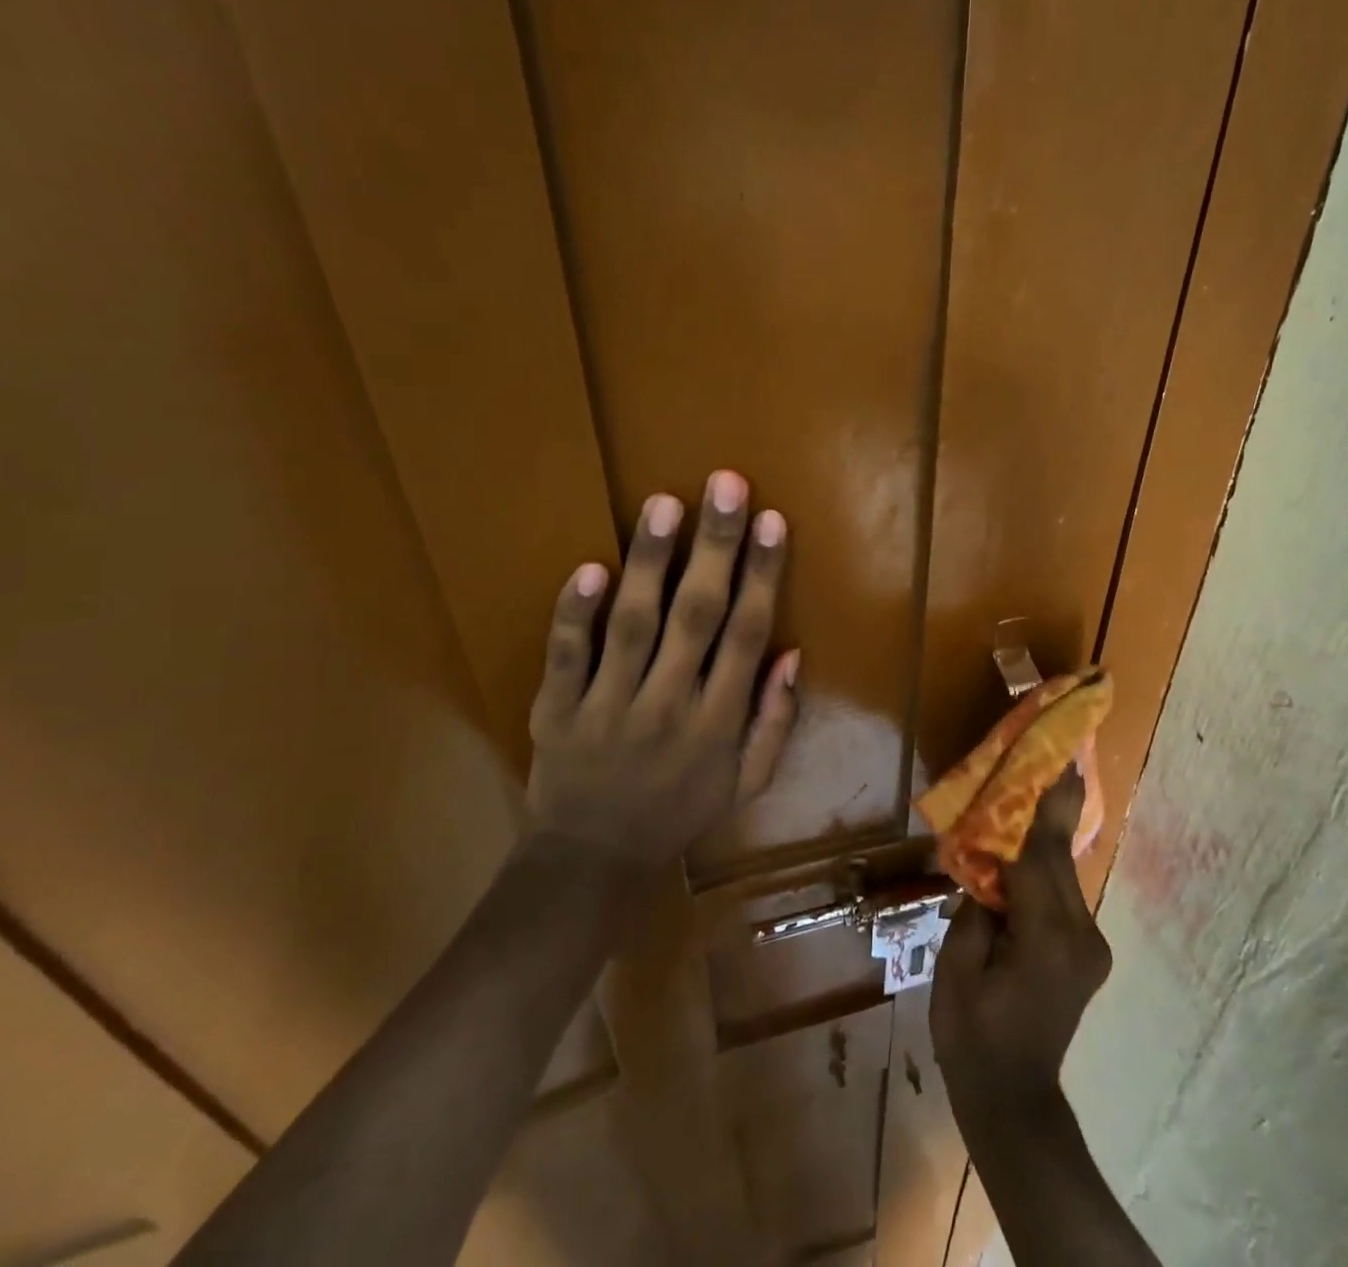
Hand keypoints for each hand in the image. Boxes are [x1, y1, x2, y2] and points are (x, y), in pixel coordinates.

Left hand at [524, 470, 799, 864]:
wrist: (592, 863)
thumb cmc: (679, 814)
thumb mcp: (747, 783)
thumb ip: (775, 721)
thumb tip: (792, 653)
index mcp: (718, 724)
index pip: (746, 636)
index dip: (762, 575)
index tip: (772, 521)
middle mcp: (669, 707)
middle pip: (697, 616)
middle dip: (715, 547)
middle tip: (725, 484)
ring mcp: (608, 707)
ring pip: (633, 625)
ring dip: (650, 561)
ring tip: (665, 504)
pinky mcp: (555, 710)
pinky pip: (566, 657)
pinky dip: (575, 613)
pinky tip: (590, 566)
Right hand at [929, 769, 1111, 1116]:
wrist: (1014, 1100)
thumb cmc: (971, 1038)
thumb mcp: (954, 972)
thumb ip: (973, 911)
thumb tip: (985, 867)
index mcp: (1045, 939)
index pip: (1037, 858)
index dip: (1038, 806)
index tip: (1050, 760)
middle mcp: (1079, 934)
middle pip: (1060, 856)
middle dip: (1054, 804)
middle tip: (1056, 752)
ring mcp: (1089, 943)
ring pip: (1065, 871)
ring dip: (1050, 830)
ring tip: (1046, 779)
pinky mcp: (1087, 949)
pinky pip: (1063, 891)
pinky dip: (1048, 862)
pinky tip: (1035, 839)